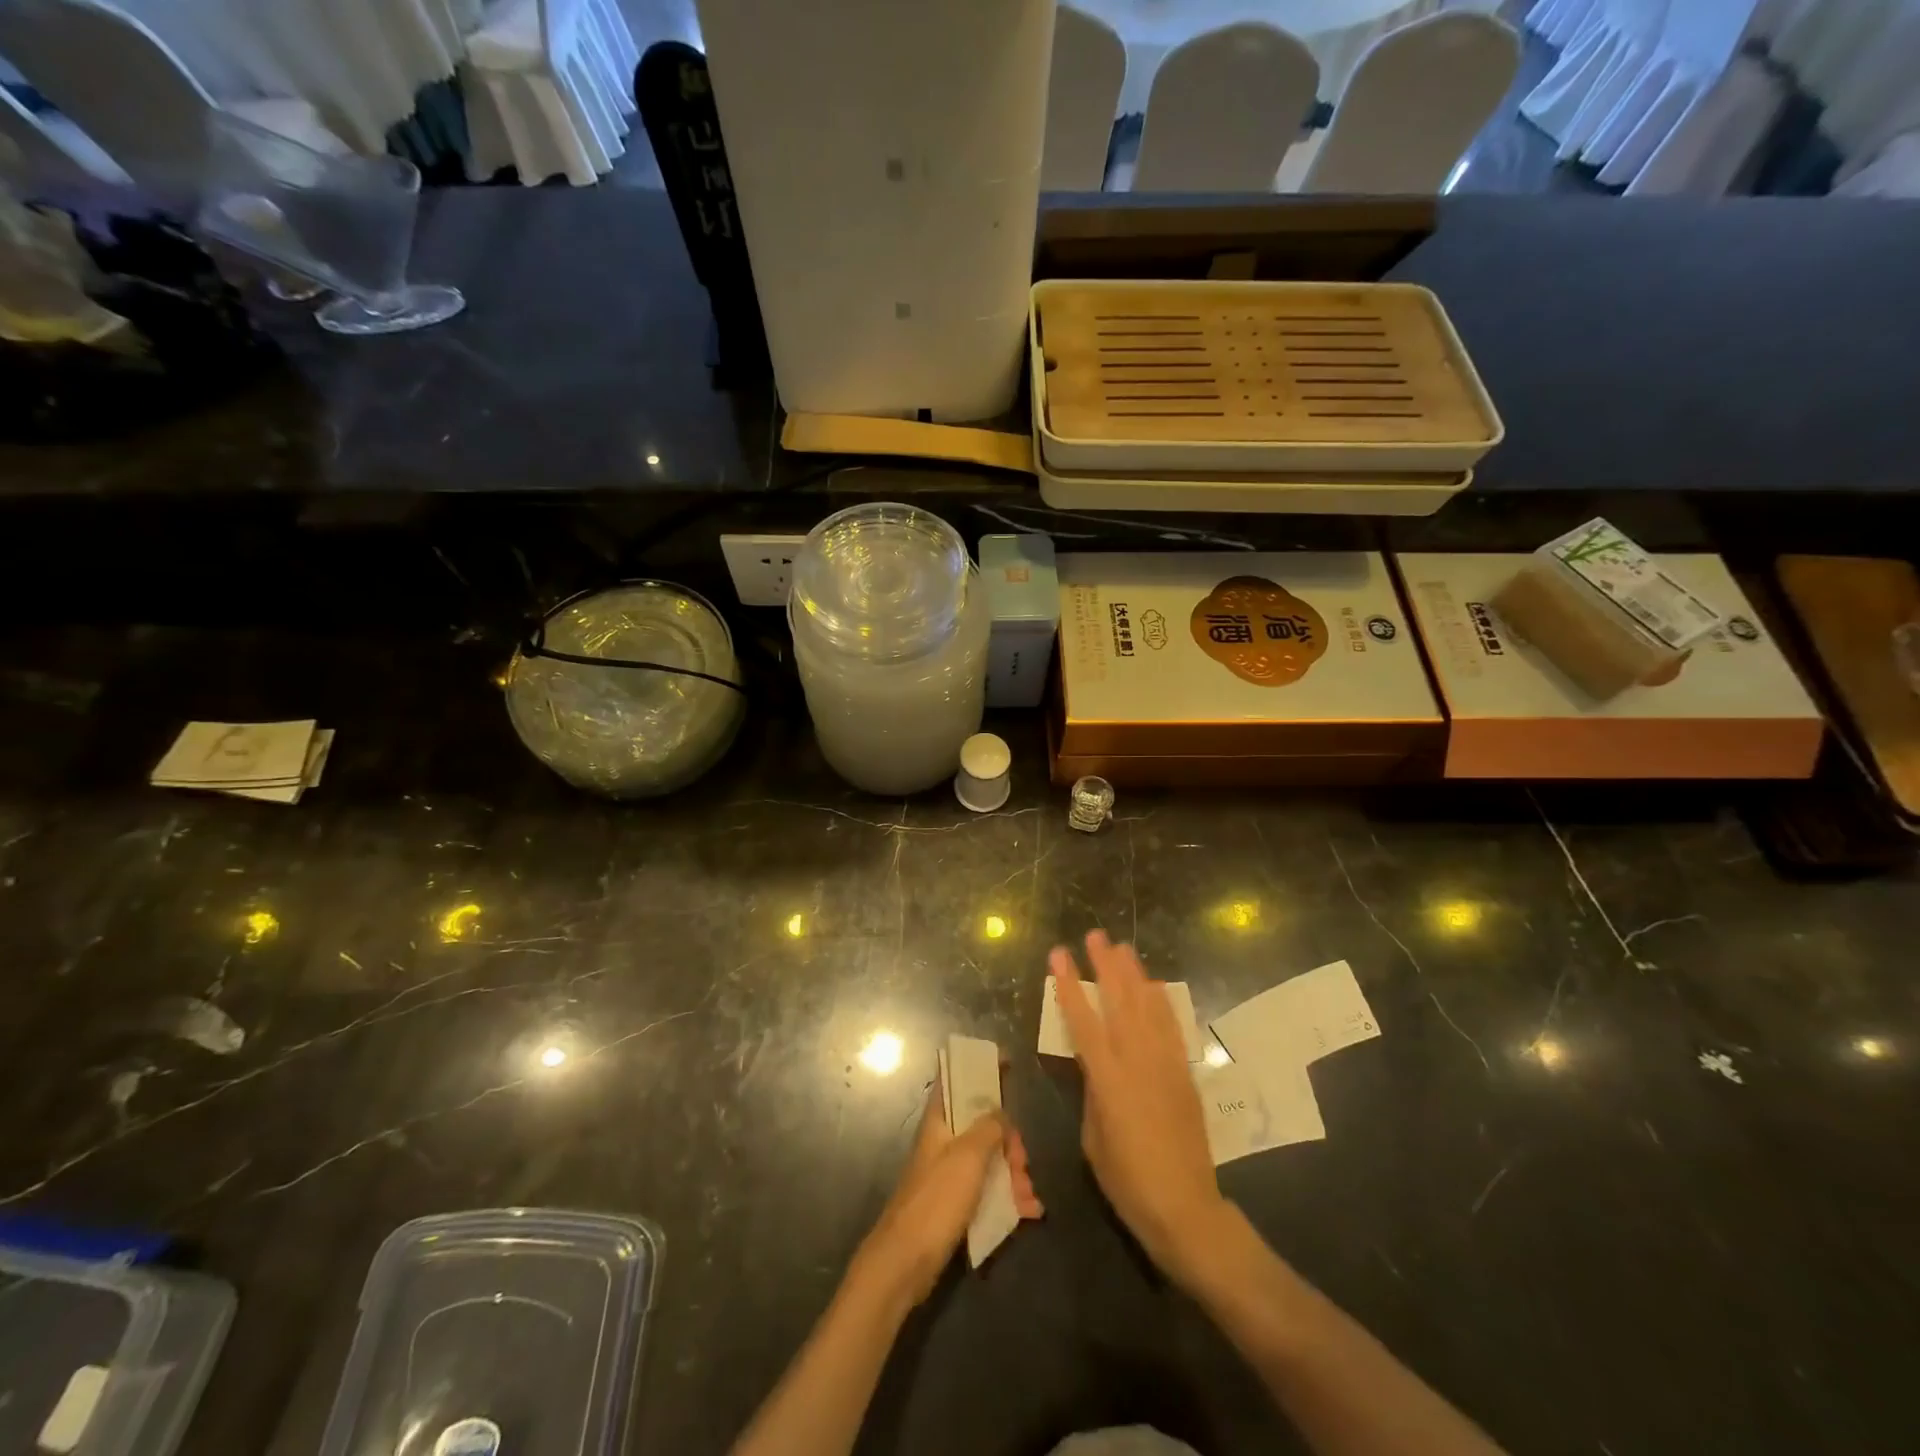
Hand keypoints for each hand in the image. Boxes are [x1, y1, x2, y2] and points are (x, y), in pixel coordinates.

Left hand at [856, 1068, 1043, 1307]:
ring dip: (1014, 1173)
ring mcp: (950, 1175)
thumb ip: (989, 1127)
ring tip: (1028, 1196)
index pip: (956, 1080)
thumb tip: (1000, 1111)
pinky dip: (1009, 1197)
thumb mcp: (968, 1156)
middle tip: (1022, 1161)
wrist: (906, 1263)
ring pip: (990, 1160)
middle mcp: (944, 1142)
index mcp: (940, 1122)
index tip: (1007, 1063)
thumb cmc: (936, 1200)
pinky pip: (989, 1191)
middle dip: (1009, 1140)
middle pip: (983, 1125)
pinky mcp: (956, 1205)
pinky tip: (1029, 1211)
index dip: (978, 1068)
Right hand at [1051, 930, 1229, 1287]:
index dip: (1069, 984)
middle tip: (1096, 937)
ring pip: (1148, 1007)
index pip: (1082, 1020)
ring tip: (1123, 948)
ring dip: (1135, 975)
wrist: (1185, 1207)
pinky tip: (1154, 987)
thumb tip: (1097, 1068)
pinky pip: (1171, 1027)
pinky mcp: (1184, 1073)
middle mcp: (1137, 1061)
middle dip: (1105, 965)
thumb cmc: (1127, 1180)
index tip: (1059, 954)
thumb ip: (1093, 1092)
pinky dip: (1161, 1002)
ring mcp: (1165, 1064)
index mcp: (1107, 1079)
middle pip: (1120, 1001)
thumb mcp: (1093, 1137)